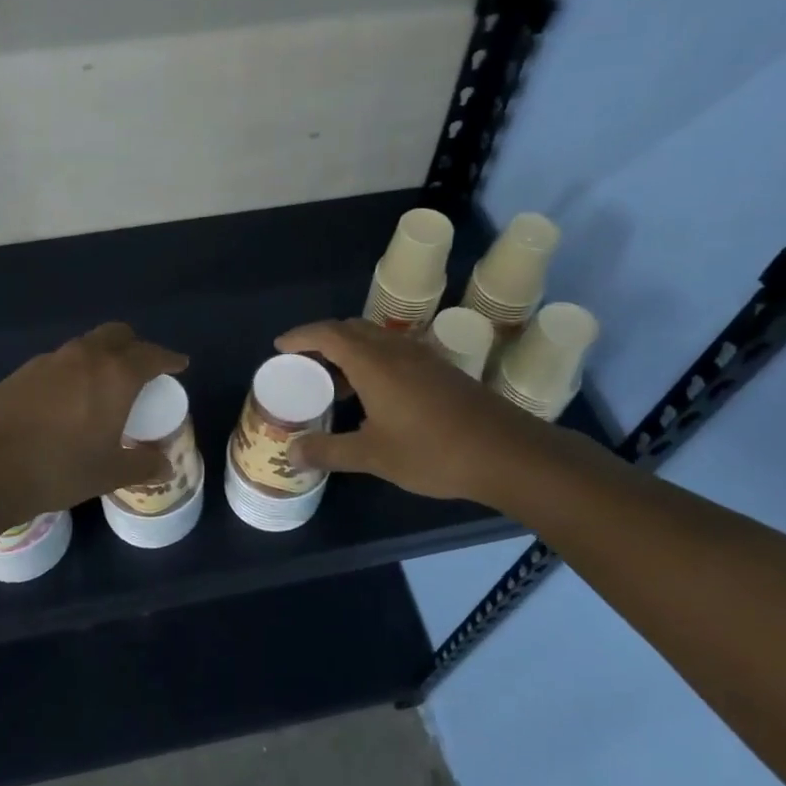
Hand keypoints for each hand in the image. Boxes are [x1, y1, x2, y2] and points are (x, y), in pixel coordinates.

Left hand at [0, 323, 188, 519]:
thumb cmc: (59, 468)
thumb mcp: (108, 473)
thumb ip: (142, 465)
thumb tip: (165, 465)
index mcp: (115, 375)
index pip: (151, 355)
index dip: (169, 358)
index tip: (179, 364)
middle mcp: (84, 357)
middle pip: (117, 335)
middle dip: (134, 346)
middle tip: (142, 369)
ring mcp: (49, 361)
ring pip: (85, 346)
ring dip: (101, 357)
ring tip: (103, 386)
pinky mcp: (21, 372)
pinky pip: (59, 362)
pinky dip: (73, 371)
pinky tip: (67, 401)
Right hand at [275, 318, 533, 502]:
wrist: (505, 453)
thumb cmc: (432, 451)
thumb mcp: (373, 456)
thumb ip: (329, 451)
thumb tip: (291, 454)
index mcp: (374, 362)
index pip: (328, 334)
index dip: (301, 336)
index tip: (279, 347)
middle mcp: (396, 350)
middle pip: (351, 330)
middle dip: (323, 341)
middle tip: (303, 365)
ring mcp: (422, 358)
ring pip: (376, 341)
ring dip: (350, 353)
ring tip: (333, 385)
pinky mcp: (441, 372)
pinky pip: (395, 354)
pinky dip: (373, 363)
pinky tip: (374, 397)